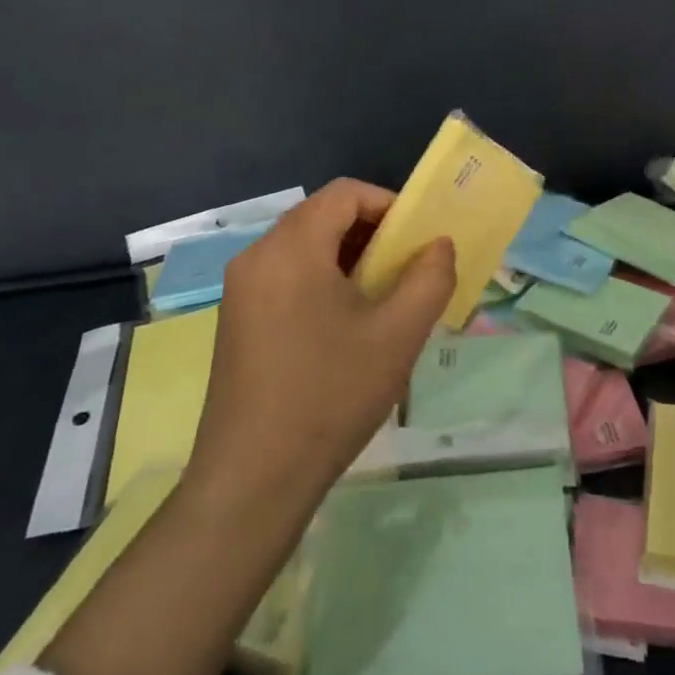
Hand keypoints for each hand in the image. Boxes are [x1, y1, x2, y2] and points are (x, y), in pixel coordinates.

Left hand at [180, 178, 456, 521]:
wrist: (252, 481)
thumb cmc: (330, 396)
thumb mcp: (398, 335)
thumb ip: (430, 277)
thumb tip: (439, 245)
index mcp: (291, 248)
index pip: (345, 193)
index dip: (388, 204)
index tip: (418, 241)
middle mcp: (257, 257)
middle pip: (322, 216)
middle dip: (371, 234)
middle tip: (405, 271)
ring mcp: (240, 290)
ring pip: (305, 247)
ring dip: (348, 259)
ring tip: (382, 301)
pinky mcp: (235, 320)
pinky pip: (286, 276)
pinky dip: (322, 280)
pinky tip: (344, 327)